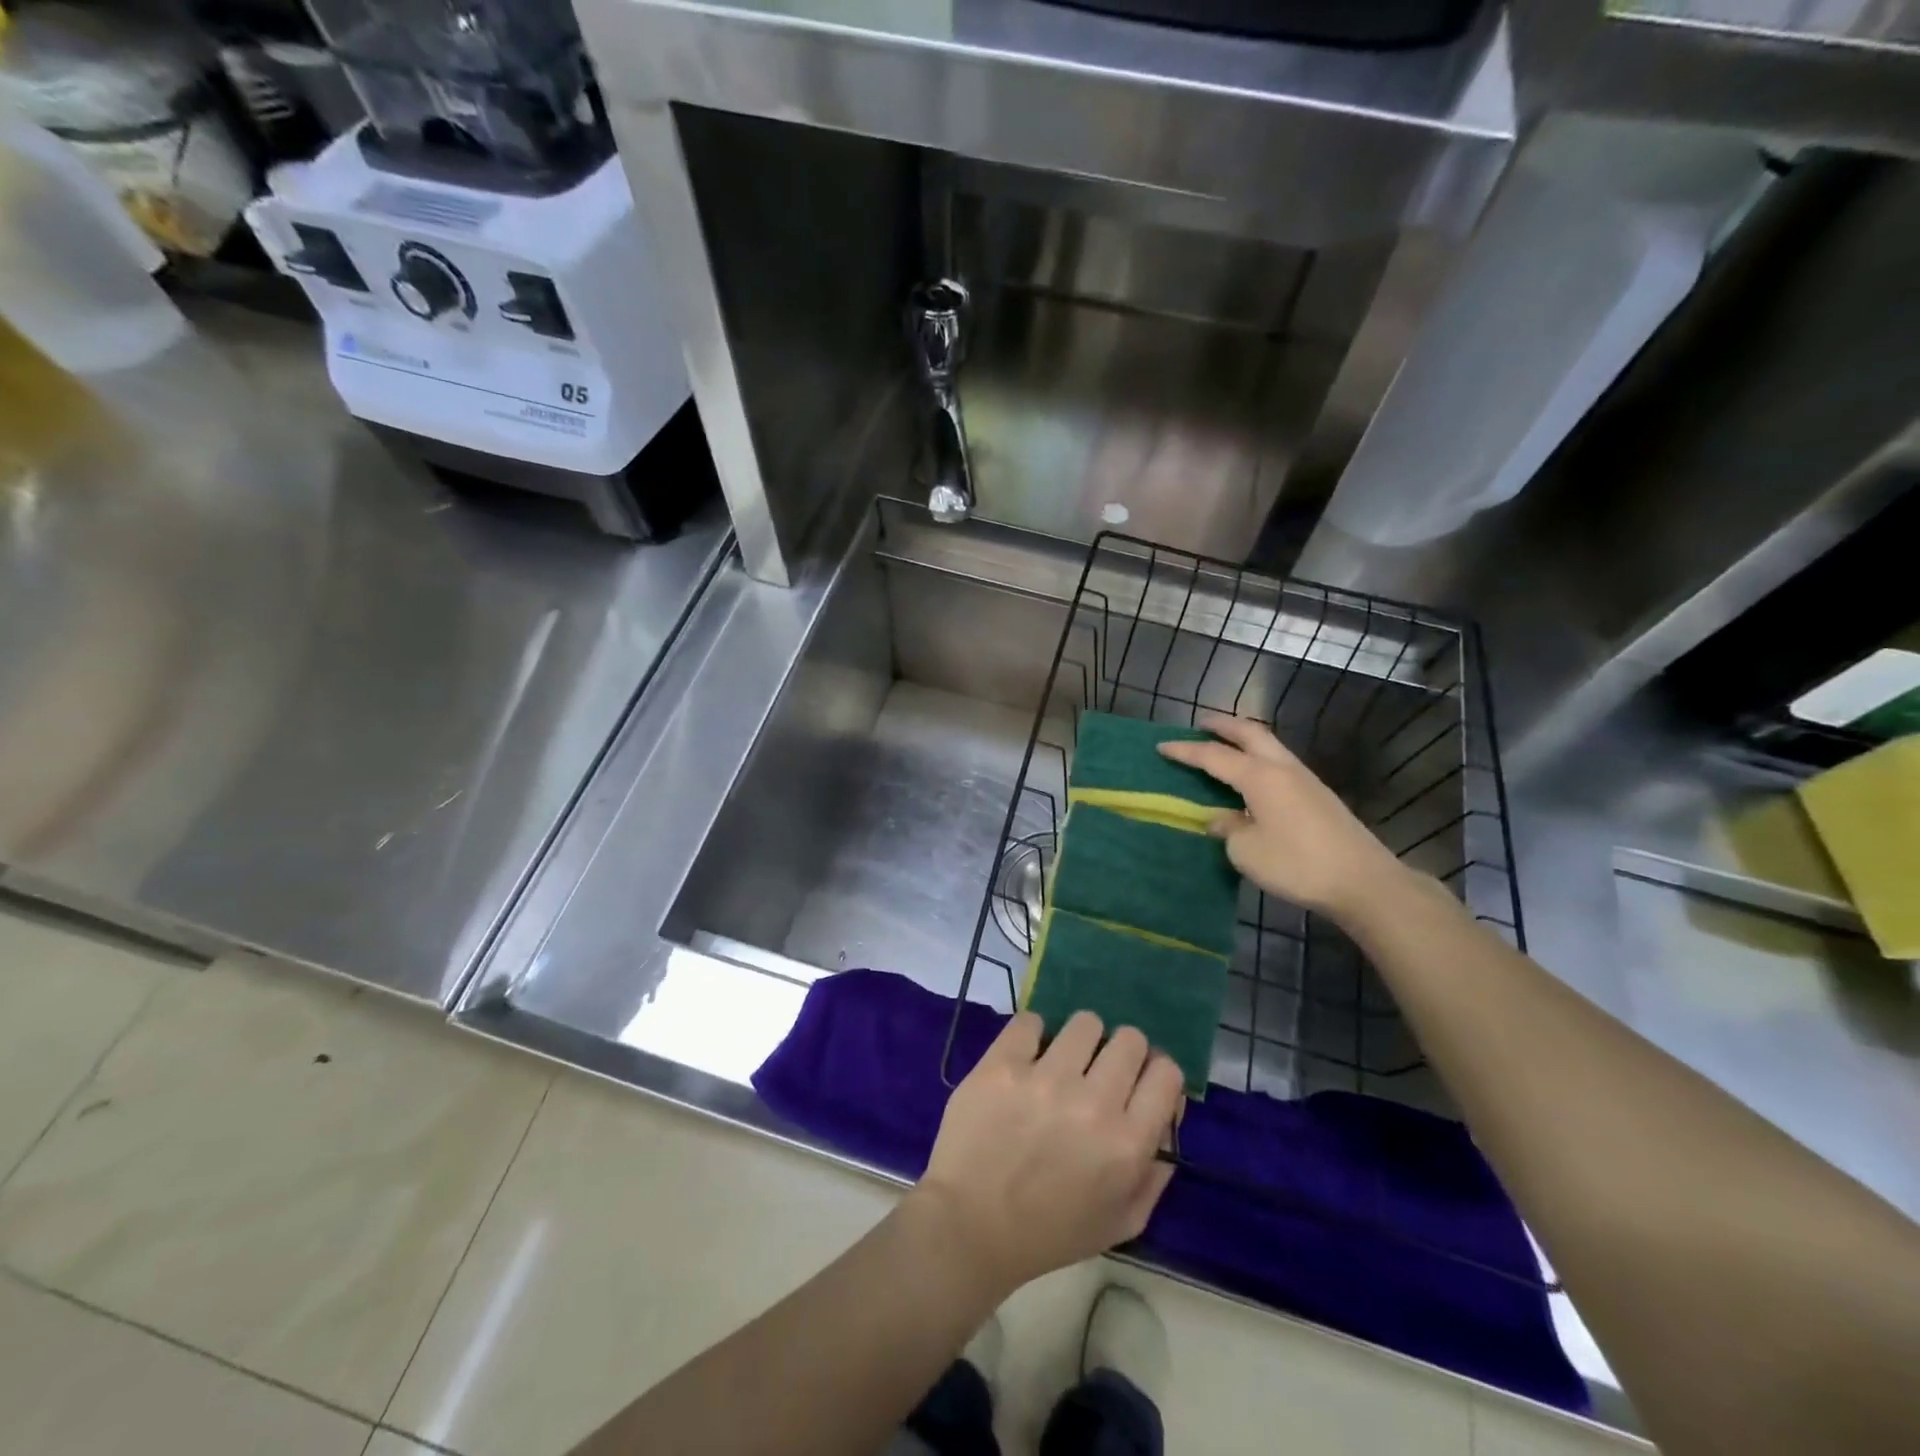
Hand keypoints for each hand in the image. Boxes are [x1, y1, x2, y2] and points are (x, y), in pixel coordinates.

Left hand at [914, 1010, 1183, 1296]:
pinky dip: (1032, 1034)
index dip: (1154, 1072)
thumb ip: (1155, 1170)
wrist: (971, 1226)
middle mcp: (1093, 1103)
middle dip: (1120, 1052)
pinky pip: (1030, 1021)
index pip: (1166, 1072)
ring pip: (1085, 1023)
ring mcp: (1045, 1079)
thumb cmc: (1050, 1232)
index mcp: (1127, 1144)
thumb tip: (1169, 1113)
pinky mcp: (1002, 1065)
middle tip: (1098, 1072)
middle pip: (1129, 1039)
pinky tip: (1026, 1057)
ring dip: (1079, 1041)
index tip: (1137, 1082)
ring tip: (1061, 1062)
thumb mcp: (1122, 1222)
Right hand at [1157, 712, 1409, 923]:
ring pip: (1269, 745)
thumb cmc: (1296, 863)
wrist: (1363, 881)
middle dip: (1223, 726)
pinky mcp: (1318, 796)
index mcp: (1259, 776)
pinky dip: (1259, 758)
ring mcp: (1305, 780)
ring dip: (1245, 739)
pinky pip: (1280, 764)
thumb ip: (1228, 828)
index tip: (1162, 746)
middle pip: (1250, 733)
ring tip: (1225, 746)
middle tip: (1201, 724)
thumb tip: (1222, 819)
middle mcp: (1282, 768)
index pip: (1213, 756)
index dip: (1185, 751)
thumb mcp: (1246, 851)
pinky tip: (1253, 777)